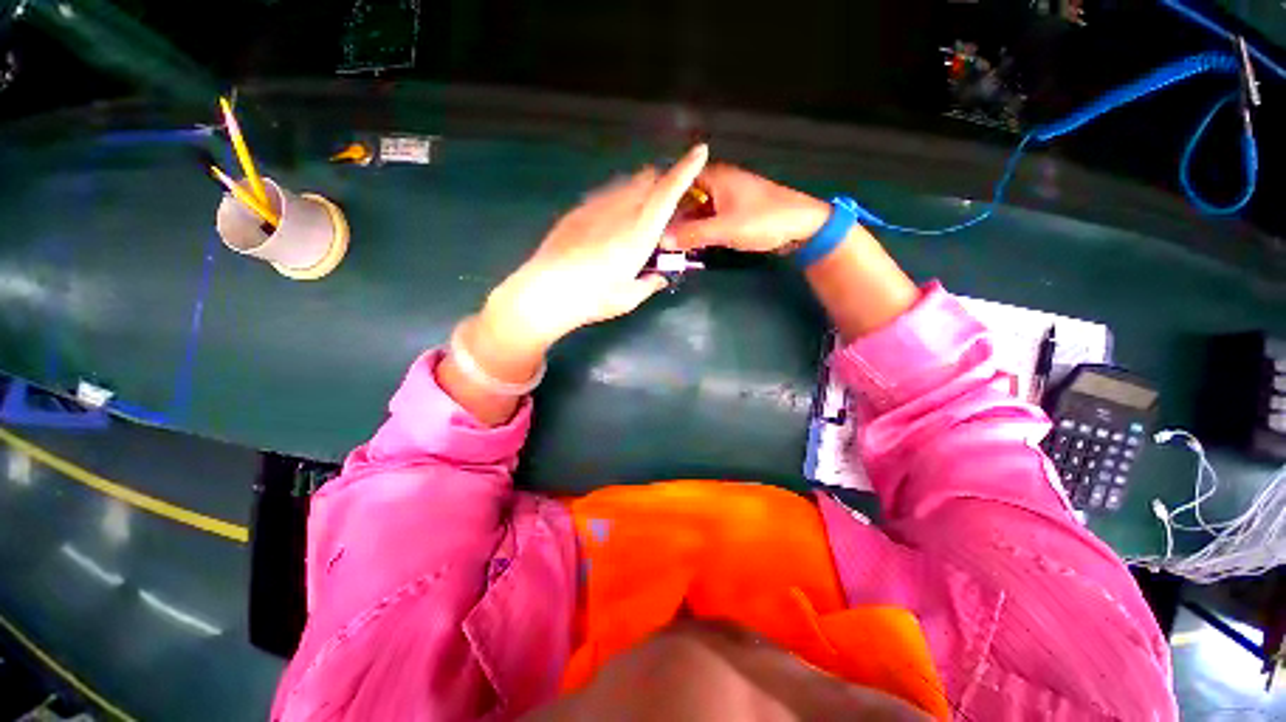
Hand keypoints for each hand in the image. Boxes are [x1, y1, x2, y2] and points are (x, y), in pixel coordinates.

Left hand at [482, 144, 709, 355]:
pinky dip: (616, 200)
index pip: (667, 193)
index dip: (686, 170)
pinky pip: (605, 195)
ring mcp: (596, 207)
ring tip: (635, 213)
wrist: (547, 291)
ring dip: (638, 190)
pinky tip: (608, 223)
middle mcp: (620, 211)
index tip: (699, 150)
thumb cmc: (594, 298)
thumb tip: (659, 277)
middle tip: (663, 202)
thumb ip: (649, 284)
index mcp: (640, 233)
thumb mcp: (628, 298)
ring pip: (625, 185)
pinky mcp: (578, 211)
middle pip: (646, 180)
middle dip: (661, 182)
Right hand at [667, 164, 830, 253]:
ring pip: (697, 208)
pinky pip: (709, 217)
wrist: (801, 226)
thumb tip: (661, 241)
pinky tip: (689, 242)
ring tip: (667, 241)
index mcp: (715, 176)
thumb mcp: (725, 229)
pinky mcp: (734, 211)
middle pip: (686, 195)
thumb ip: (693, 235)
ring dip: (685, 223)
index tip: (645, 214)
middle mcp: (718, 182)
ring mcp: (726, 197)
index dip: (662, 196)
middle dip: (671, 214)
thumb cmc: (763, 220)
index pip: (679, 180)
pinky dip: (699, 228)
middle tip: (654, 233)